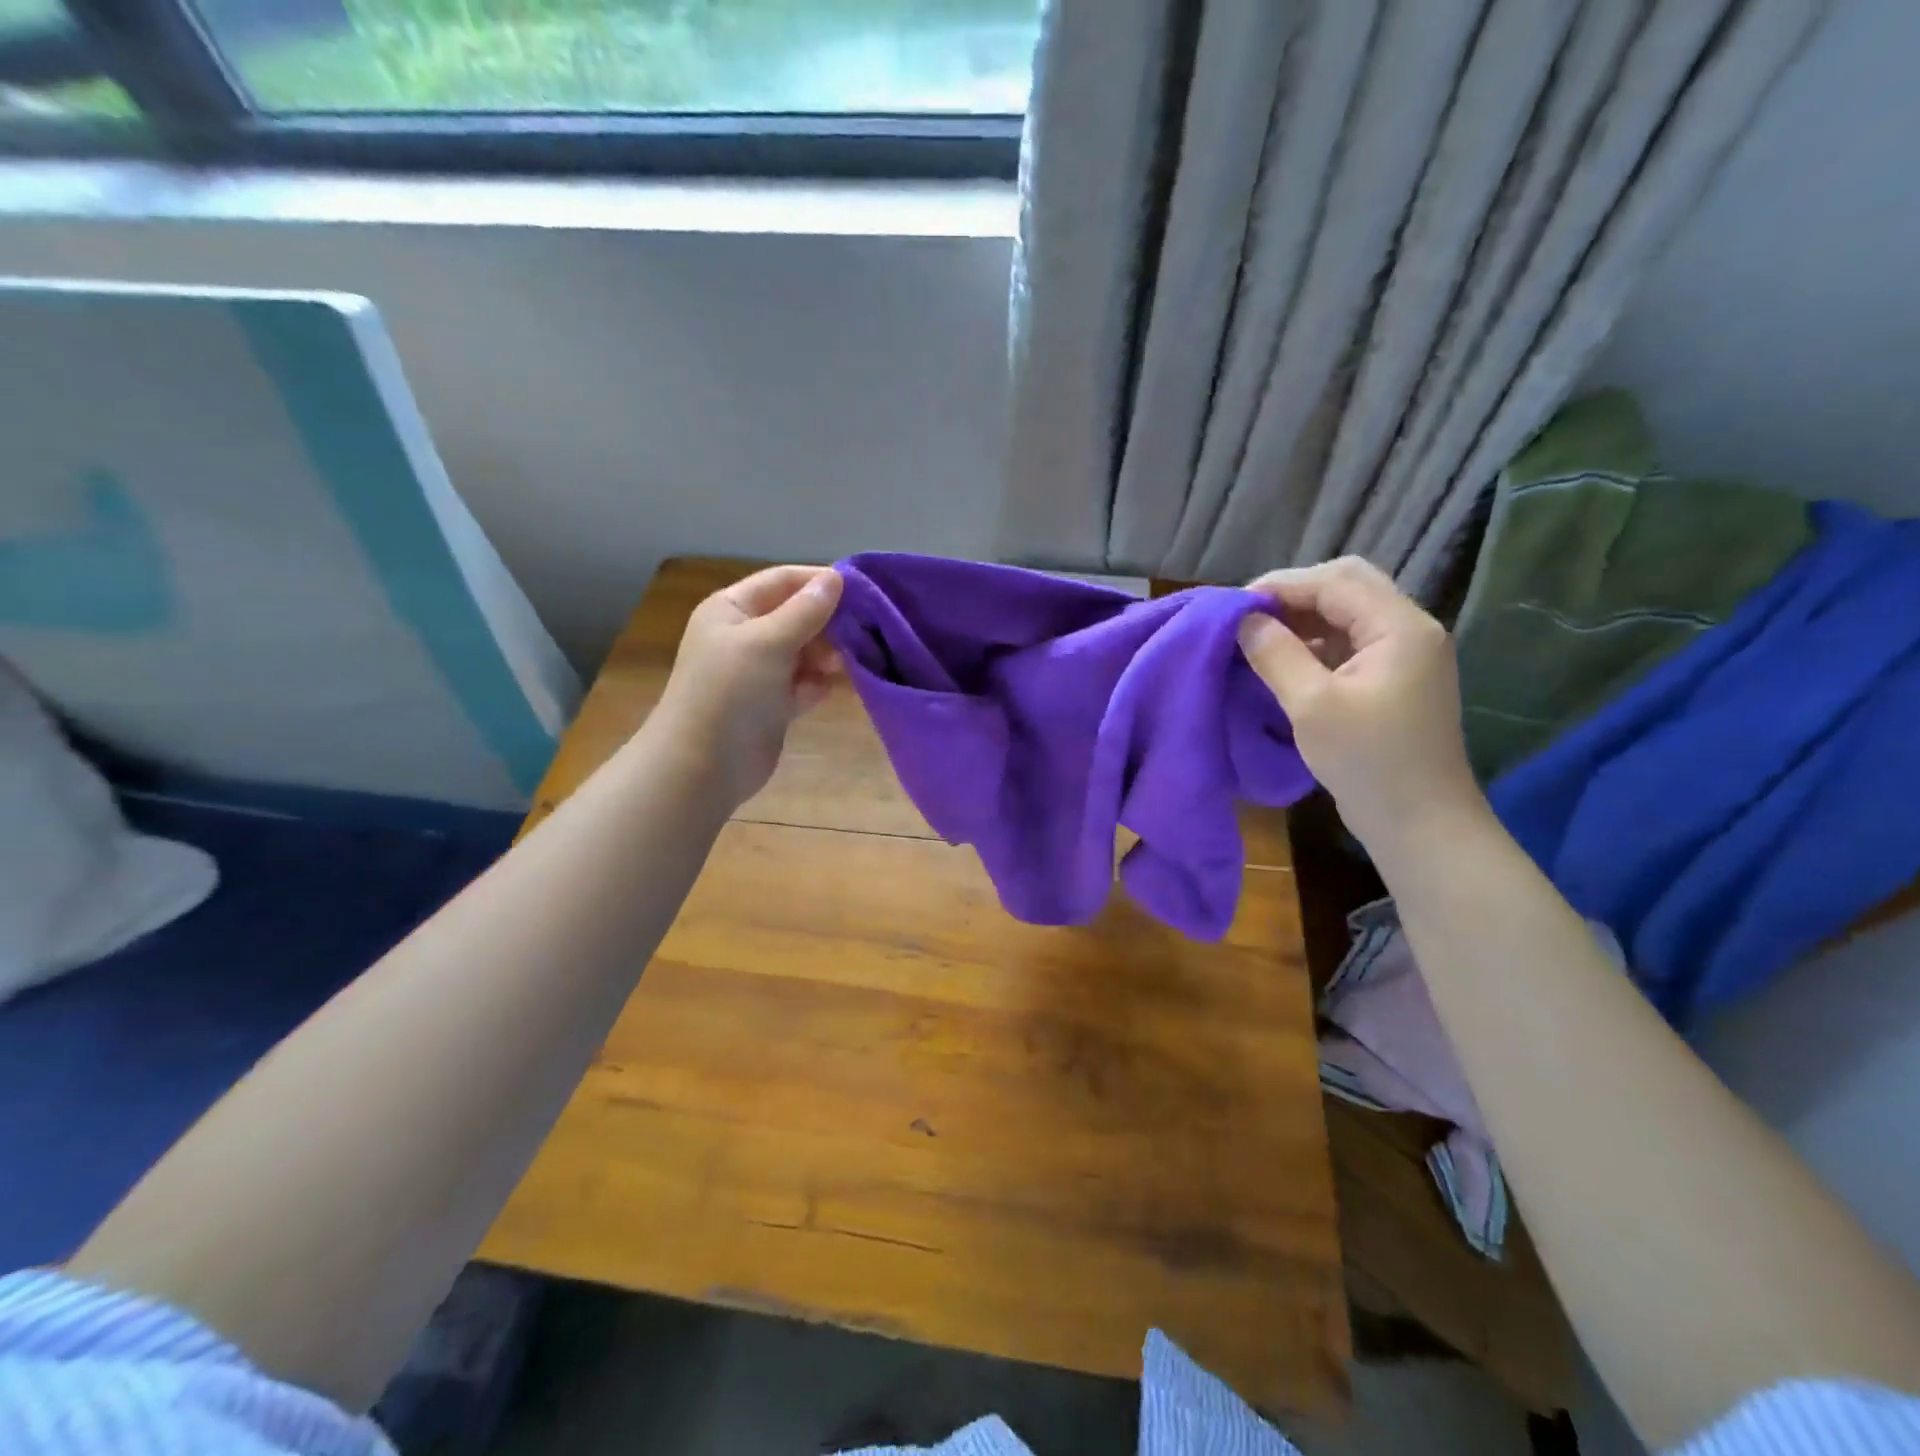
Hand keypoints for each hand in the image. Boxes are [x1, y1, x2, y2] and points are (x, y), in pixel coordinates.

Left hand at [654, 565, 843, 808]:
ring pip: (804, 652)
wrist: (703, 766)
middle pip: (797, 616)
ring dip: (828, 656)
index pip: (782, 580)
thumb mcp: (768, 641)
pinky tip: (833, 689)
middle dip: (829, 623)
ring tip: (851, 663)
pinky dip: (819, 684)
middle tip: (865, 631)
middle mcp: (745, 635)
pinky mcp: (773, 705)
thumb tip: (836, 577)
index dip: (819, 581)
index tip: (863, 589)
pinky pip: (804, 684)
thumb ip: (805, 610)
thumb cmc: (730, 691)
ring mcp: (759, 672)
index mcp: (732, 609)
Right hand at [1238, 557, 1483, 856]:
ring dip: (1303, 619)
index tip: (1233, 607)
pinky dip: (1315, 643)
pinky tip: (1285, 662)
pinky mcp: (1394, 679)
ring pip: (1348, 614)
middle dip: (1293, 595)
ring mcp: (1405, 655)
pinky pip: (1350, 642)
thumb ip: (1276, 655)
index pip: (1336, 581)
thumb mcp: (1312, 706)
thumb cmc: (1367, 762)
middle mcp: (1409, 630)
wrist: (1420, 823)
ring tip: (1258, 637)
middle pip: (1347, 587)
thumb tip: (1243, 621)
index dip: (1281, 586)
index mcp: (1400, 627)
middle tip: (1247, 617)